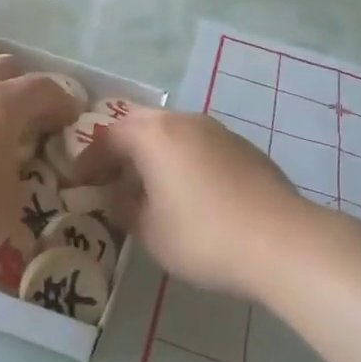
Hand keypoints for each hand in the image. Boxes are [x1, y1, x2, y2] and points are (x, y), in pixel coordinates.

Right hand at [81, 110, 317, 301]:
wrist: (282, 240)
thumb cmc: (203, 236)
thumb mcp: (151, 232)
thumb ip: (125, 208)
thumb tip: (118, 196)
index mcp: (153, 135)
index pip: (108, 137)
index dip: (89, 159)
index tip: (78, 182)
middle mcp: (183, 121)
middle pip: (140, 124)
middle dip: (120, 147)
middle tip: (110, 176)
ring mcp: (217, 130)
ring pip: (173, 131)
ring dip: (153, 152)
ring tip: (148, 185)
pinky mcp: (243, 147)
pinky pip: (199, 144)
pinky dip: (182, 159)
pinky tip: (189, 191)